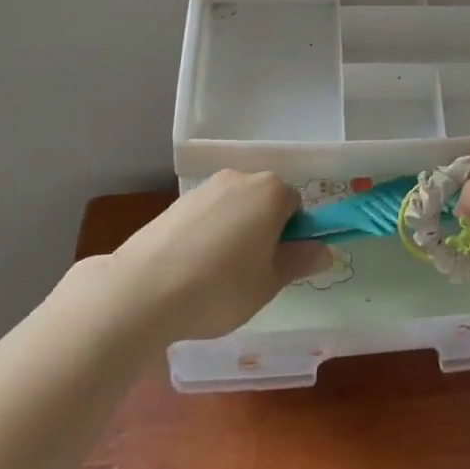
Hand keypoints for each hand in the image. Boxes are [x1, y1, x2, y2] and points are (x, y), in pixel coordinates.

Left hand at [106, 171, 333, 340]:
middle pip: (264, 201)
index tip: (278, 266)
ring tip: (217, 276)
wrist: (143, 289)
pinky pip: (206, 216)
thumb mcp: (269, 282)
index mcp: (271, 192)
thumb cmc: (221, 287)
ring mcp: (205, 188)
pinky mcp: (176, 203)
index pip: (296, 206)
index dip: (292, 236)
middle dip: (264, 230)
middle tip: (252, 273)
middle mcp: (240, 178)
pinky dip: (207, 235)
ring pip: (234, 208)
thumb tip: (325, 250)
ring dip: (235, 232)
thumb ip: (299, 261)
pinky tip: (192, 269)